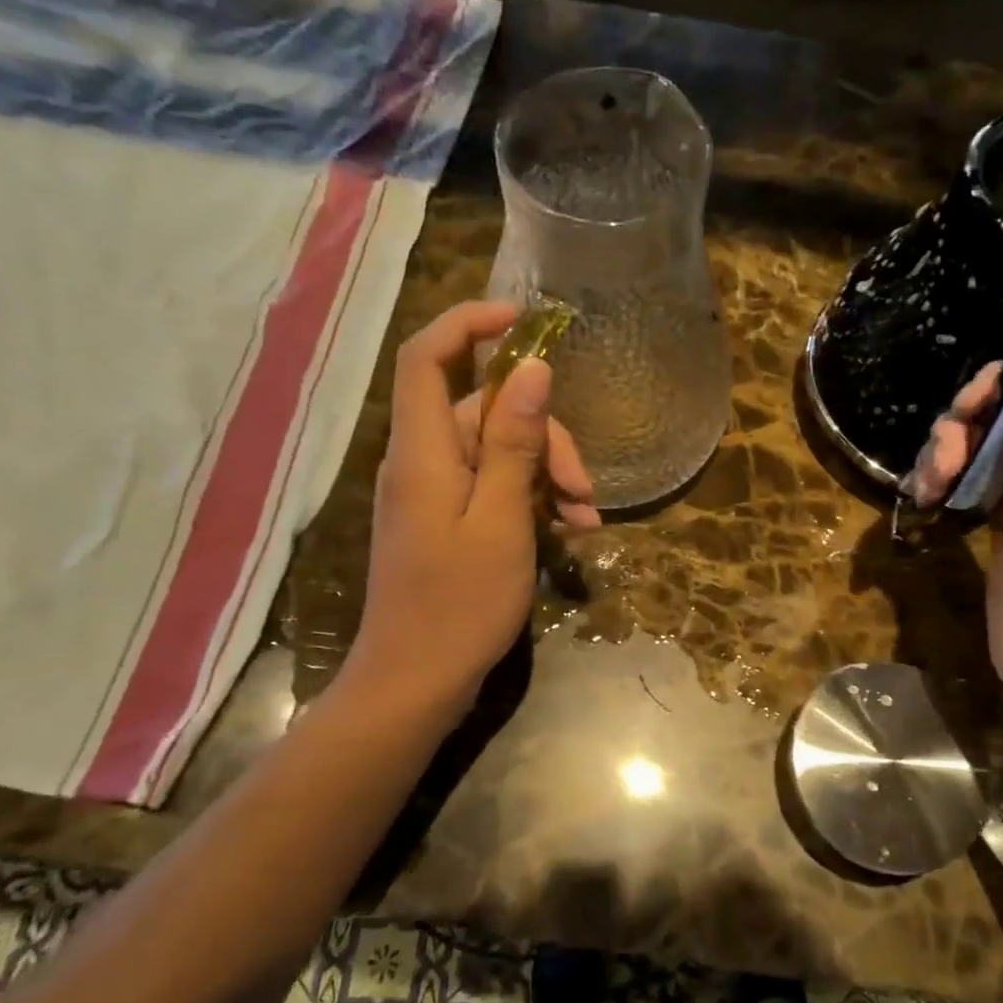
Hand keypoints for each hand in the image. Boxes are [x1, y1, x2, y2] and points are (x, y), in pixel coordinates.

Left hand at [351, 300, 599, 720]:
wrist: (416, 683)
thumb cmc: (459, 604)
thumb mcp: (501, 519)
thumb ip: (514, 443)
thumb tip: (531, 369)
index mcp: (423, 451)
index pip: (428, 358)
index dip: (469, 324)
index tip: (524, 320)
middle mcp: (423, 461)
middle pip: (485, 411)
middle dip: (544, 437)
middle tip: (584, 488)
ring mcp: (435, 493)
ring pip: (499, 452)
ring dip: (548, 476)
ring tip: (586, 520)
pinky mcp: (448, 520)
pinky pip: (494, 488)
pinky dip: (532, 501)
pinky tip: (570, 531)